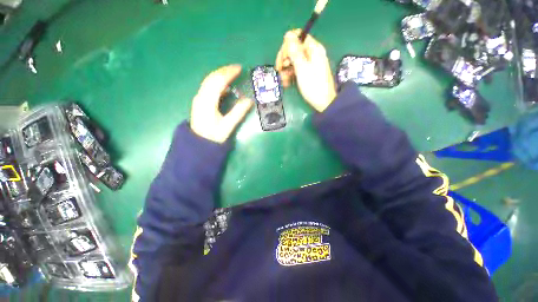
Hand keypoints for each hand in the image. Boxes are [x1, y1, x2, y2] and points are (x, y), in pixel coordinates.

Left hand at [190, 65, 252, 142]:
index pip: (218, 81)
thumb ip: (238, 113)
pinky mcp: (200, 101)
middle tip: (237, 69)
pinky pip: (208, 87)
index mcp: (207, 101)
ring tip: (232, 74)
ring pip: (209, 81)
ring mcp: (199, 98)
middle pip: (212, 78)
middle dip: (224, 71)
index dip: (228, 73)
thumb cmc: (213, 136)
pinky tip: (224, 85)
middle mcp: (201, 96)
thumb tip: (249, 101)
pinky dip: (217, 82)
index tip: (239, 68)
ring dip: (220, 75)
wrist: (199, 143)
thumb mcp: (228, 126)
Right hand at [275, 29, 336, 111]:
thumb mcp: (302, 68)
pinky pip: (297, 70)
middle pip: (294, 49)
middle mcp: (312, 54)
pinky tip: (287, 83)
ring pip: (294, 61)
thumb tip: (288, 34)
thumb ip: (295, 52)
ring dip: (286, 70)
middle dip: (285, 59)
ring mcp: (310, 64)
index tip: (283, 58)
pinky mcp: (308, 73)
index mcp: (313, 49)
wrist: (323, 103)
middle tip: (279, 70)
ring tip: (283, 81)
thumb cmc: (313, 86)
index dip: (287, 45)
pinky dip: (290, 75)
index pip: (298, 37)